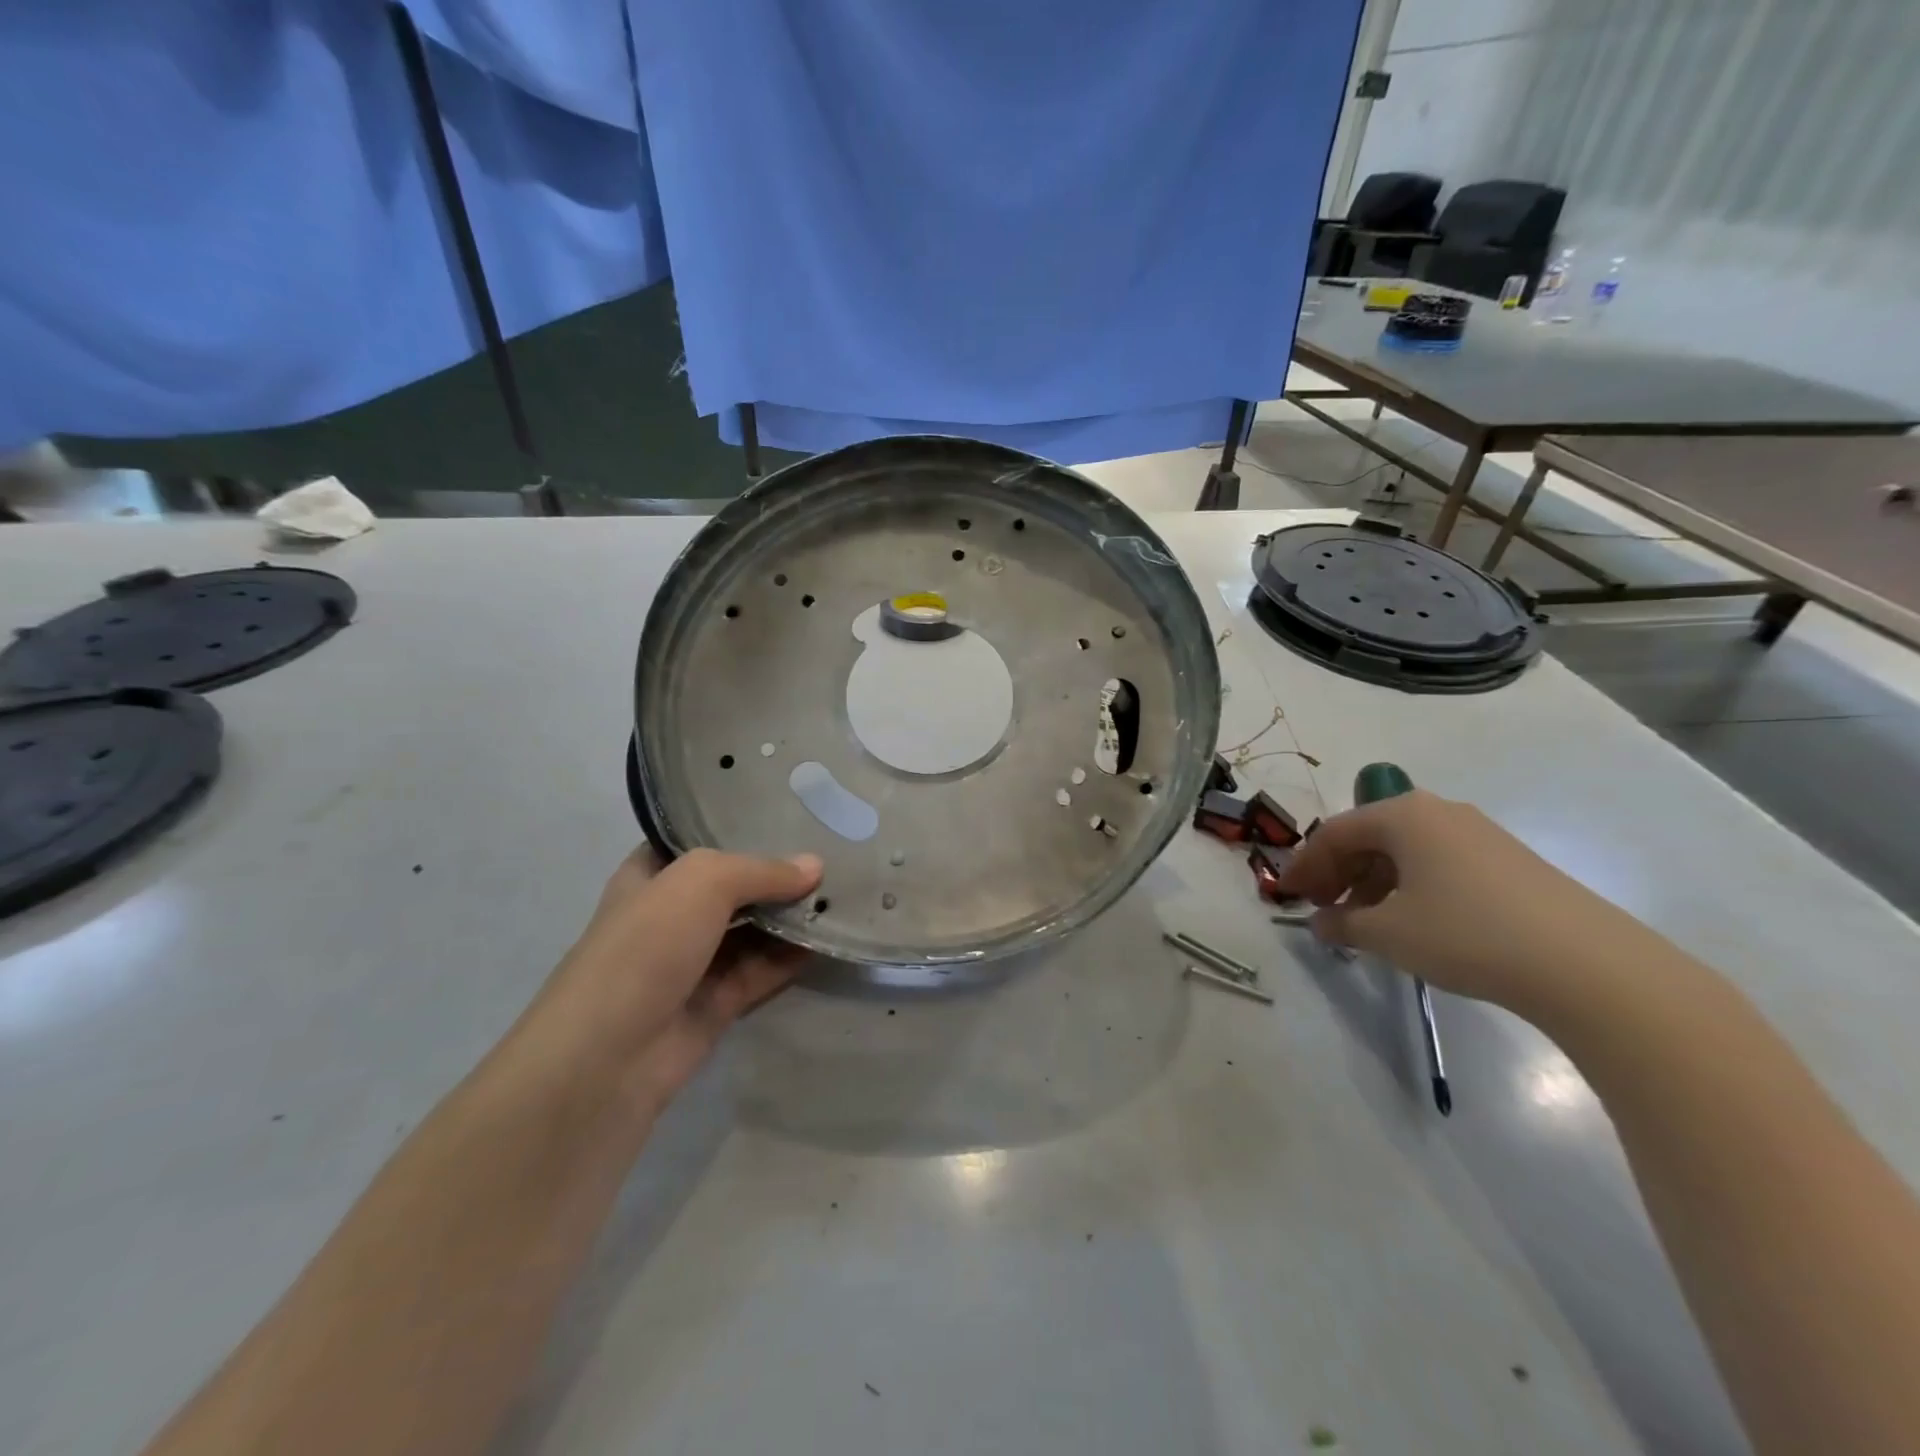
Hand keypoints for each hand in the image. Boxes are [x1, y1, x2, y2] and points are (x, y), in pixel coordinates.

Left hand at [515, 847, 822, 1123]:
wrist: (607, 1057)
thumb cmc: (645, 946)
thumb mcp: (702, 883)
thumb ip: (762, 871)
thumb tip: (816, 867)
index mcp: (651, 876)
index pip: (699, 840)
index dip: (740, 827)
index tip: (791, 815)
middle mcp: (671, 914)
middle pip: (733, 887)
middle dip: (777, 874)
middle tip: (832, 854)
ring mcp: (692, 962)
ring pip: (751, 930)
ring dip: (790, 916)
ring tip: (842, 893)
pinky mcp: (715, 1004)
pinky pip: (761, 970)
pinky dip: (791, 956)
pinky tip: (827, 937)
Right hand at [1275, 790, 1658, 1017]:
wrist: (1587, 965)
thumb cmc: (1466, 934)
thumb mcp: (1388, 933)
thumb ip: (1343, 923)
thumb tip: (1321, 923)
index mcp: (1403, 815)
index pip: (1335, 832)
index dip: (1304, 865)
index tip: (1286, 897)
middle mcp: (1438, 812)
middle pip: (1369, 836)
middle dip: (1337, 872)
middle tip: (1322, 908)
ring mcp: (1478, 834)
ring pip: (1404, 851)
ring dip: (1372, 882)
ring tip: (1364, 922)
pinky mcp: (1508, 862)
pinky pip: (1437, 864)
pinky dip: (1409, 887)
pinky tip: (1412, 922)